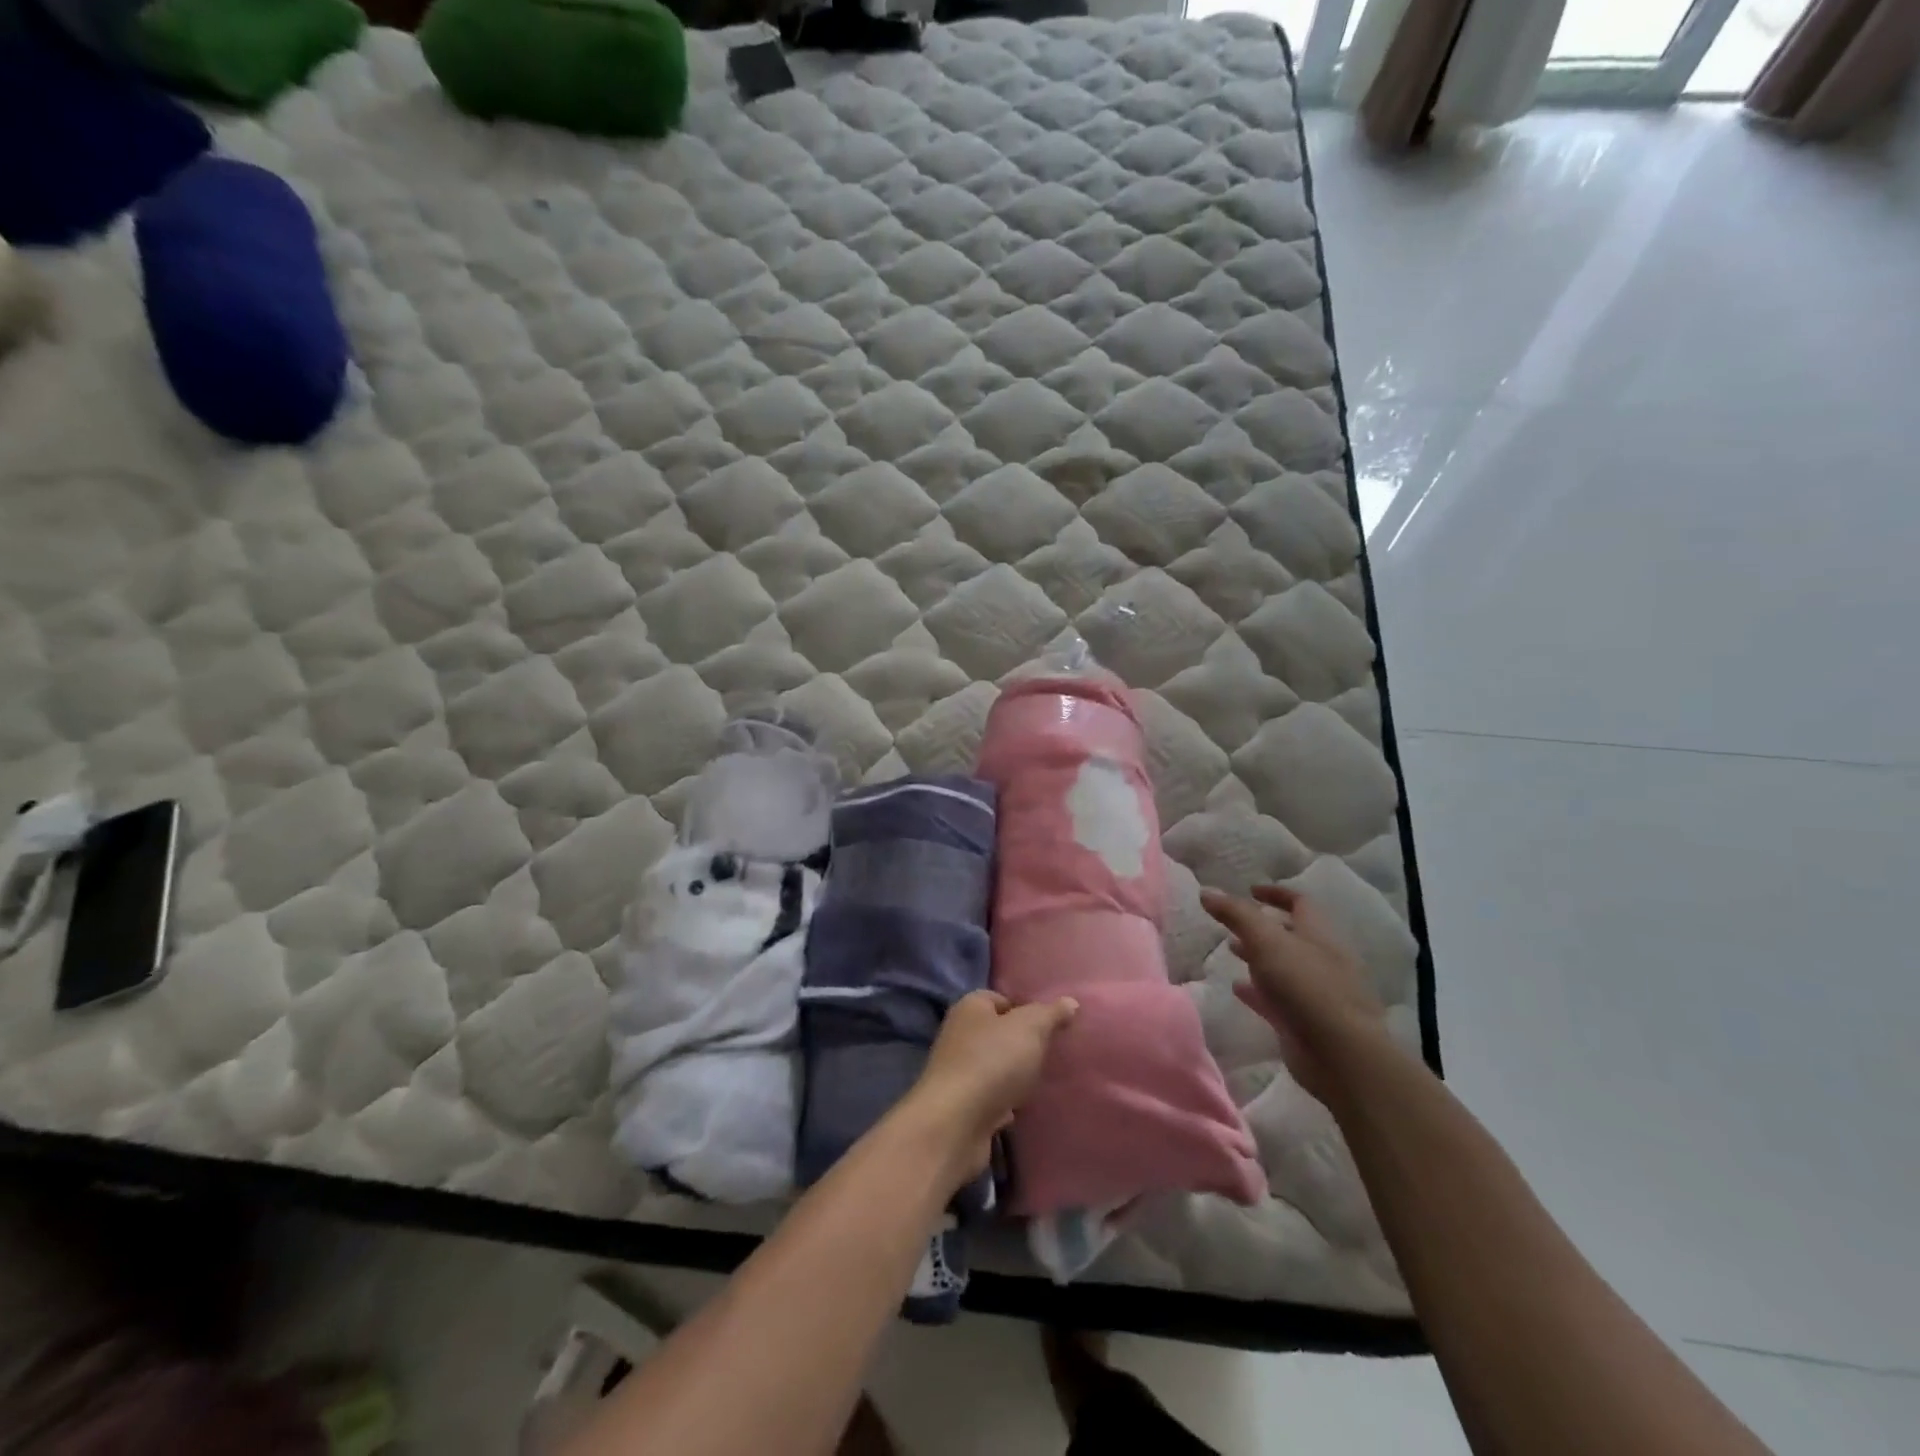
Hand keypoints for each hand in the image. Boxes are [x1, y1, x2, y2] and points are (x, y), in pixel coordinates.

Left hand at [903, 990, 1078, 1183]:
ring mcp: (959, 1071)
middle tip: (1052, 1054)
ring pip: (995, 1066)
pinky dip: (1006, 1102)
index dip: (1026, 1009)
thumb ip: (1050, 1014)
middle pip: (998, 1033)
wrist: (956, 1123)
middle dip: (1023, 1044)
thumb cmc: (992, 1061)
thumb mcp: (1030, 1028)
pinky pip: (991, 1097)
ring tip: (1044, 1081)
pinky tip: (1025, 1108)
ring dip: (1015, 1075)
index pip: (1001, 999)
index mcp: (970, 1007)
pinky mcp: (962, 1105)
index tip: (1051, 1026)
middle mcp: (959, 1034)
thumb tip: (1070, 1002)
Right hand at [1200, 884, 1384, 1098]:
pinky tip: (1237, 988)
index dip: (1275, 894)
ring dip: (1258, 957)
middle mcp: (1321, 959)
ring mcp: (1315, 992)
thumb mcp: (1266, 941)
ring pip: (1283, 967)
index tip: (1249, 890)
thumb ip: (1236, 915)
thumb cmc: (1306, 986)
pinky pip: (1277, 998)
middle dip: (1262, 927)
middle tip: (1232, 924)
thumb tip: (1207, 891)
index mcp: (1319, 935)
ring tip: (1230, 951)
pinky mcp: (1305, 1021)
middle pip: (1291, 935)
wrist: (1340, 1054)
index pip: (1300, 903)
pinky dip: (1257, 990)